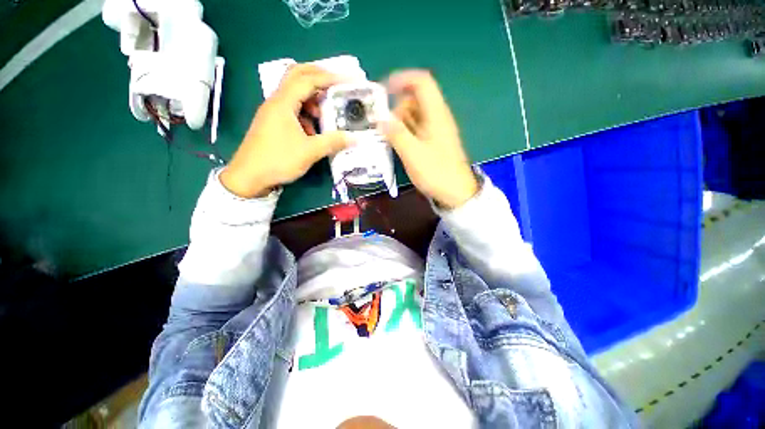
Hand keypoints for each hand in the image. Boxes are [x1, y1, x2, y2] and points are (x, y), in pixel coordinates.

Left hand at [220, 64, 350, 197]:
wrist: (249, 177)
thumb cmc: (278, 160)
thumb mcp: (309, 152)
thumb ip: (333, 142)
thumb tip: (355, 138)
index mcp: (283, 103)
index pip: (307, 79)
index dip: (329, 77)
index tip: (348, 80)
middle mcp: (276, 102)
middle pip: (296, 77)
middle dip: (318, 76)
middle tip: (336, 83)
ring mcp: (273, 112)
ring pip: (294, 94)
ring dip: (312, 98)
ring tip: (326, 113)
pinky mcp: (272, 123)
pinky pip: (291, 110)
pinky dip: (305, 113)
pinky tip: (313, 130)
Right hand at [381, 70, 477, 208]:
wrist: (456, 192)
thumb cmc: (436, 172)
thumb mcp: (413, 154)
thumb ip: (396, 134)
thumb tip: (380, 119)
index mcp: (436, 114)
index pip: (421, 82)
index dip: (402, 79)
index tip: (383, 91)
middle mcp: (437, 117)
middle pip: (414, 100)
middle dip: (397, 109)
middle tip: (385, 128)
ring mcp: (435, 130)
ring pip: (414, 116)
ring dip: (399, 123)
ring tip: (390, 140)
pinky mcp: (433, 141)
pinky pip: (416, 129)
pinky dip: (405, 132)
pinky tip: (398, 145)